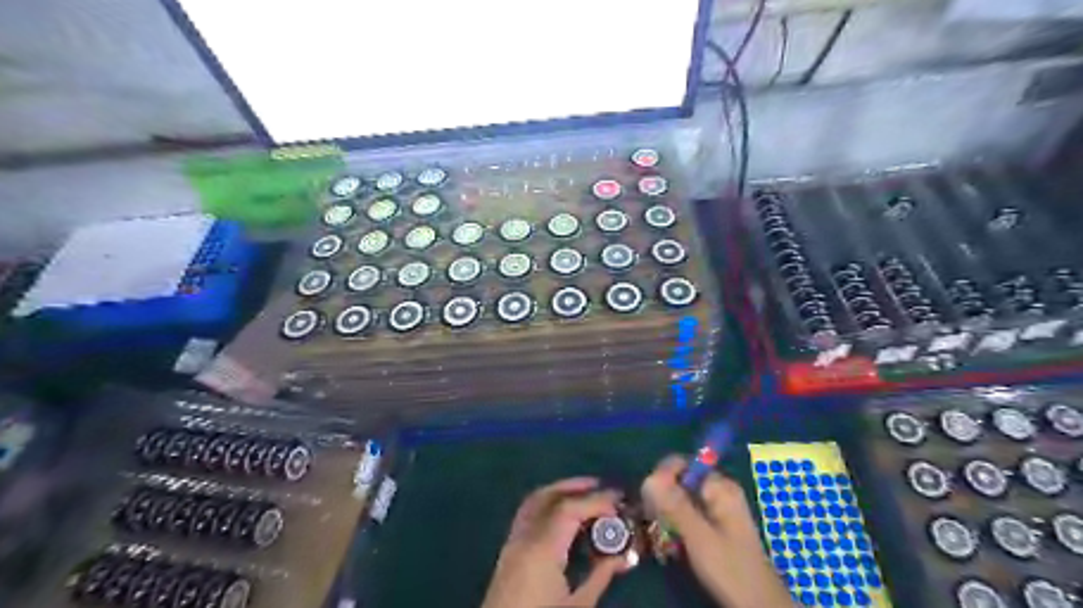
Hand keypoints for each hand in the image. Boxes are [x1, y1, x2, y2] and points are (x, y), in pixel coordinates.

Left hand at [482, 478, 625, 606]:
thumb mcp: (578, 607)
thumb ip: (600, 576)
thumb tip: (623, 556)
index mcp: (542, 549)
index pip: (569, 509)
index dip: (595, 501)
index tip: (618, 502)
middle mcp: (525, 537)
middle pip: (548, 497)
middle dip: (576, 487)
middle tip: (602, 487)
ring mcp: (512, 541)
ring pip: (534, 501)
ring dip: (559, 491)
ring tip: (583, 493)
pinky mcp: (508, 550)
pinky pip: (527, 513)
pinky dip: (545, 503)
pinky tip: (560, 512)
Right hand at [641, 456, 792, 607]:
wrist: (758, 605)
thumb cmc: (731, 569)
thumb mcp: (699, 537)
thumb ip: (675, 505)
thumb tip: (649, 476)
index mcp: (719, 487)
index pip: (682, 464)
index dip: (662, 477)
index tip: (649, 500)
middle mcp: (718, 491)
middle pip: (679, 480)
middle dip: (662, 497)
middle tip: (652, 519)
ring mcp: (716, 508)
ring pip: (680, 498)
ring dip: (666, 512)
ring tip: (660, 532)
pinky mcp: (712, 524)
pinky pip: (686, 512)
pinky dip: (675, 523)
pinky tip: (670, 540)